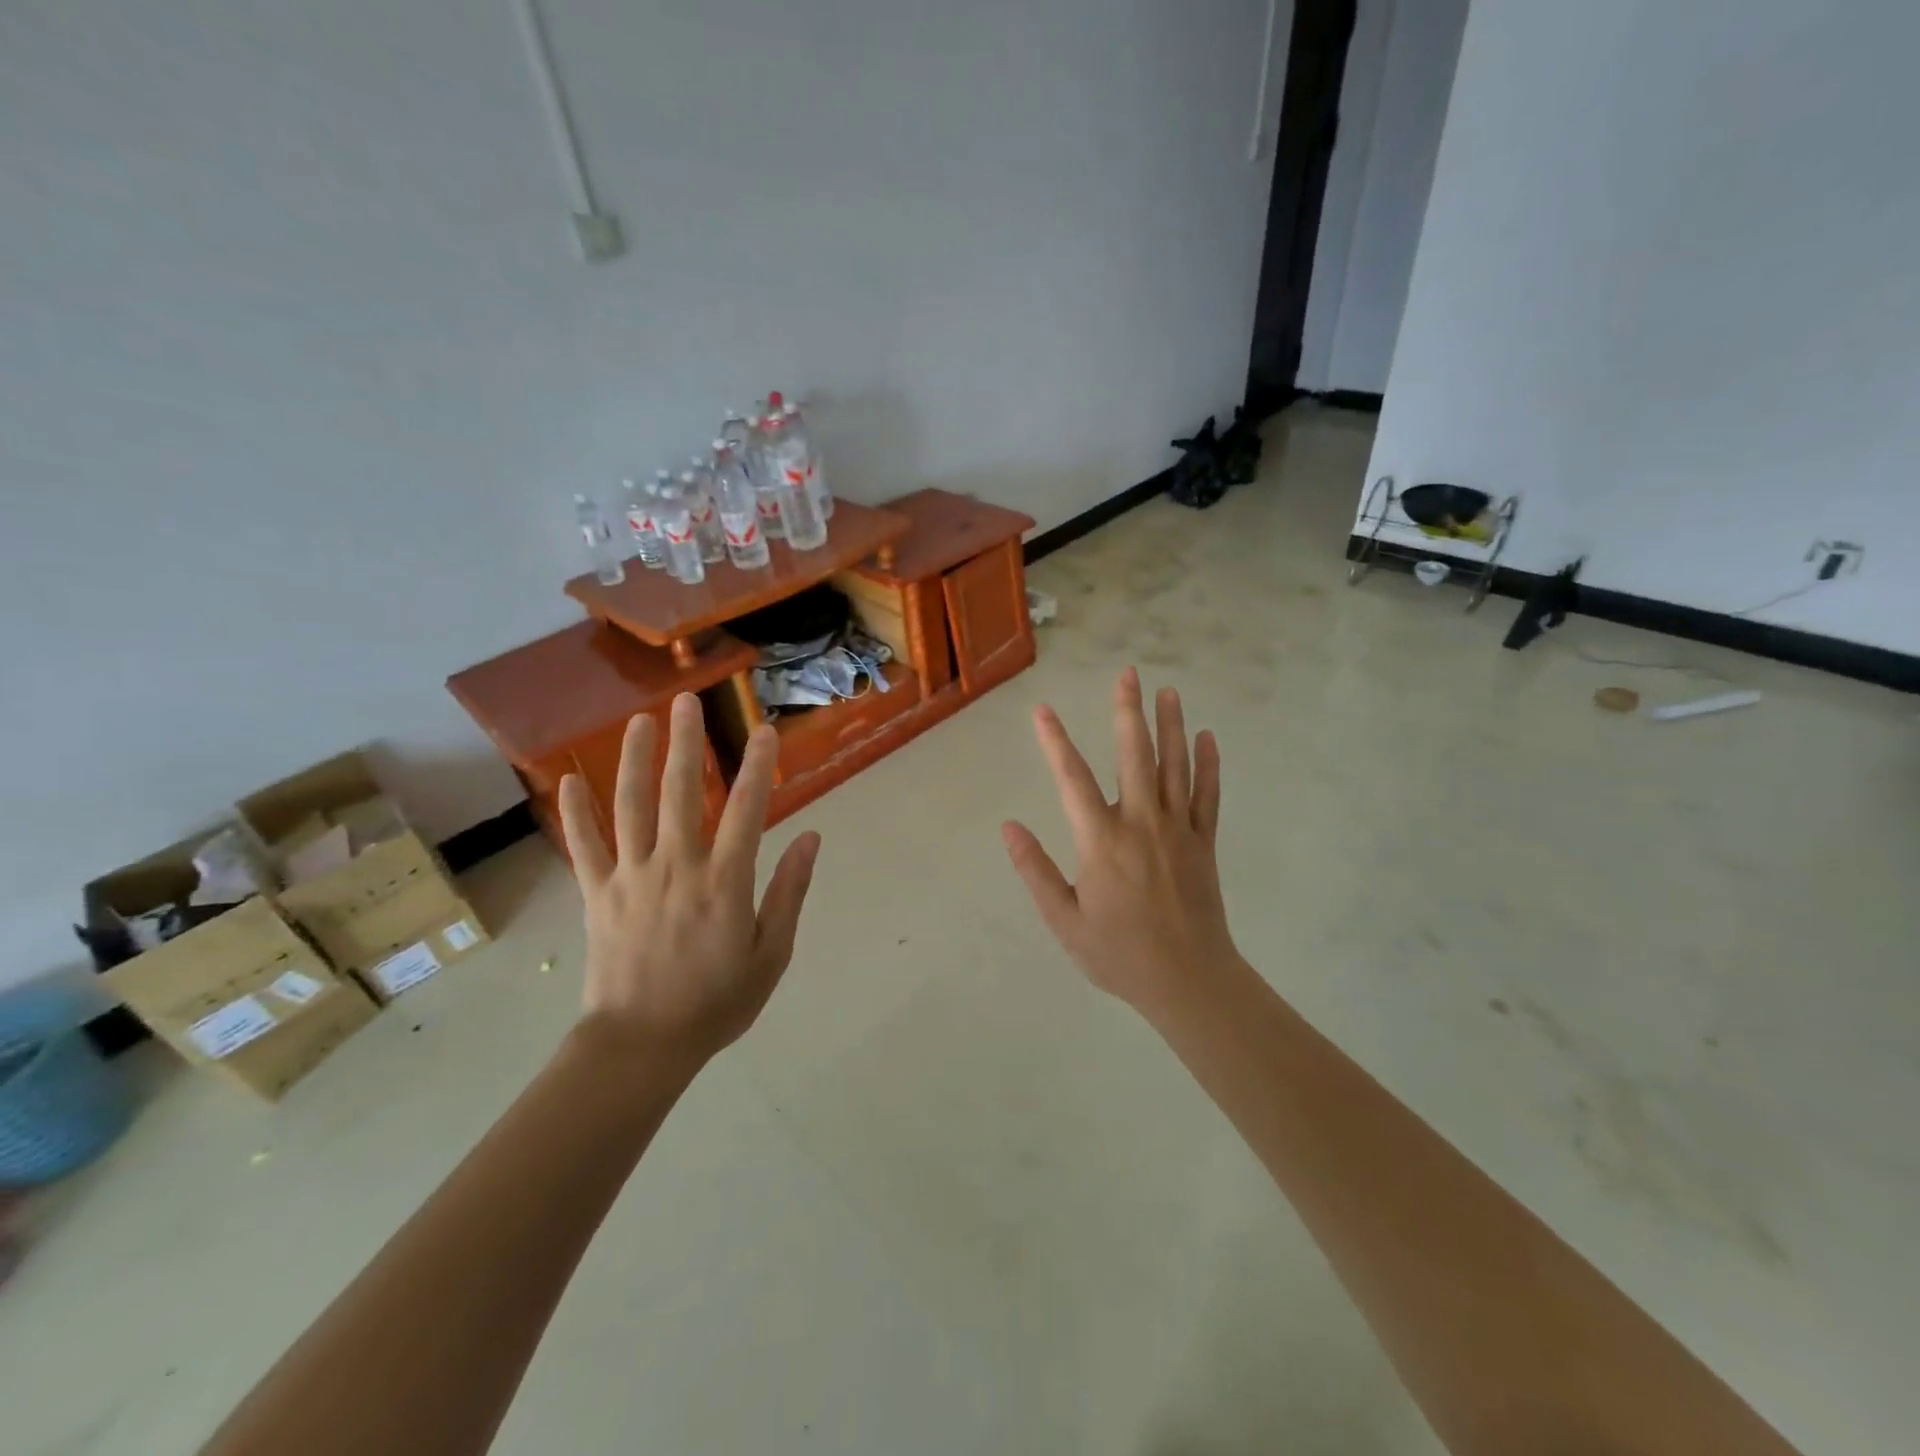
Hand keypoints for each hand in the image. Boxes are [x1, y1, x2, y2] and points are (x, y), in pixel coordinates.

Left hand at [557, 693, 820, 1067]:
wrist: (642, 1046)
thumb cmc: (716, 1003)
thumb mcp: (771, 953)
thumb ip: (789, 892)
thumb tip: (810, 838)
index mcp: (723, 881)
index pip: (746, 810)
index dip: (758, 767)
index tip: (764, 731)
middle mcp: (676, 866)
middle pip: (681, 793)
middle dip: (687, 743)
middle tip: (688, 701)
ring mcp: (630, 877)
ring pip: (631, 807)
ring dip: (636, 760)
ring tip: (640, 721)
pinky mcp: (597, 894)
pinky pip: (584, 846)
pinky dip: (576, 812)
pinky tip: (571, 779)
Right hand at [1002, 667, 1235, 1013]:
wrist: (1189, 982)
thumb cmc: (1119, 955)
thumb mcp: (1064, 921)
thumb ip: (1035, 871)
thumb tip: (1009, 827)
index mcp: (1102, 841)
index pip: (1072, 779)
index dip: (1054, 742)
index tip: (1042, 710)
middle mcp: (1142, 824)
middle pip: (1135, 756)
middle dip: (1128, 712)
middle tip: (1128, 674)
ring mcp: (1178, 831)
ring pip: (1175, 767)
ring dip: (1171, 726)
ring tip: (1168, 691)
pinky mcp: (1203, 843)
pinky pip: (1208, 796)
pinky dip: (1208, 765)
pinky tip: (1207, 738)